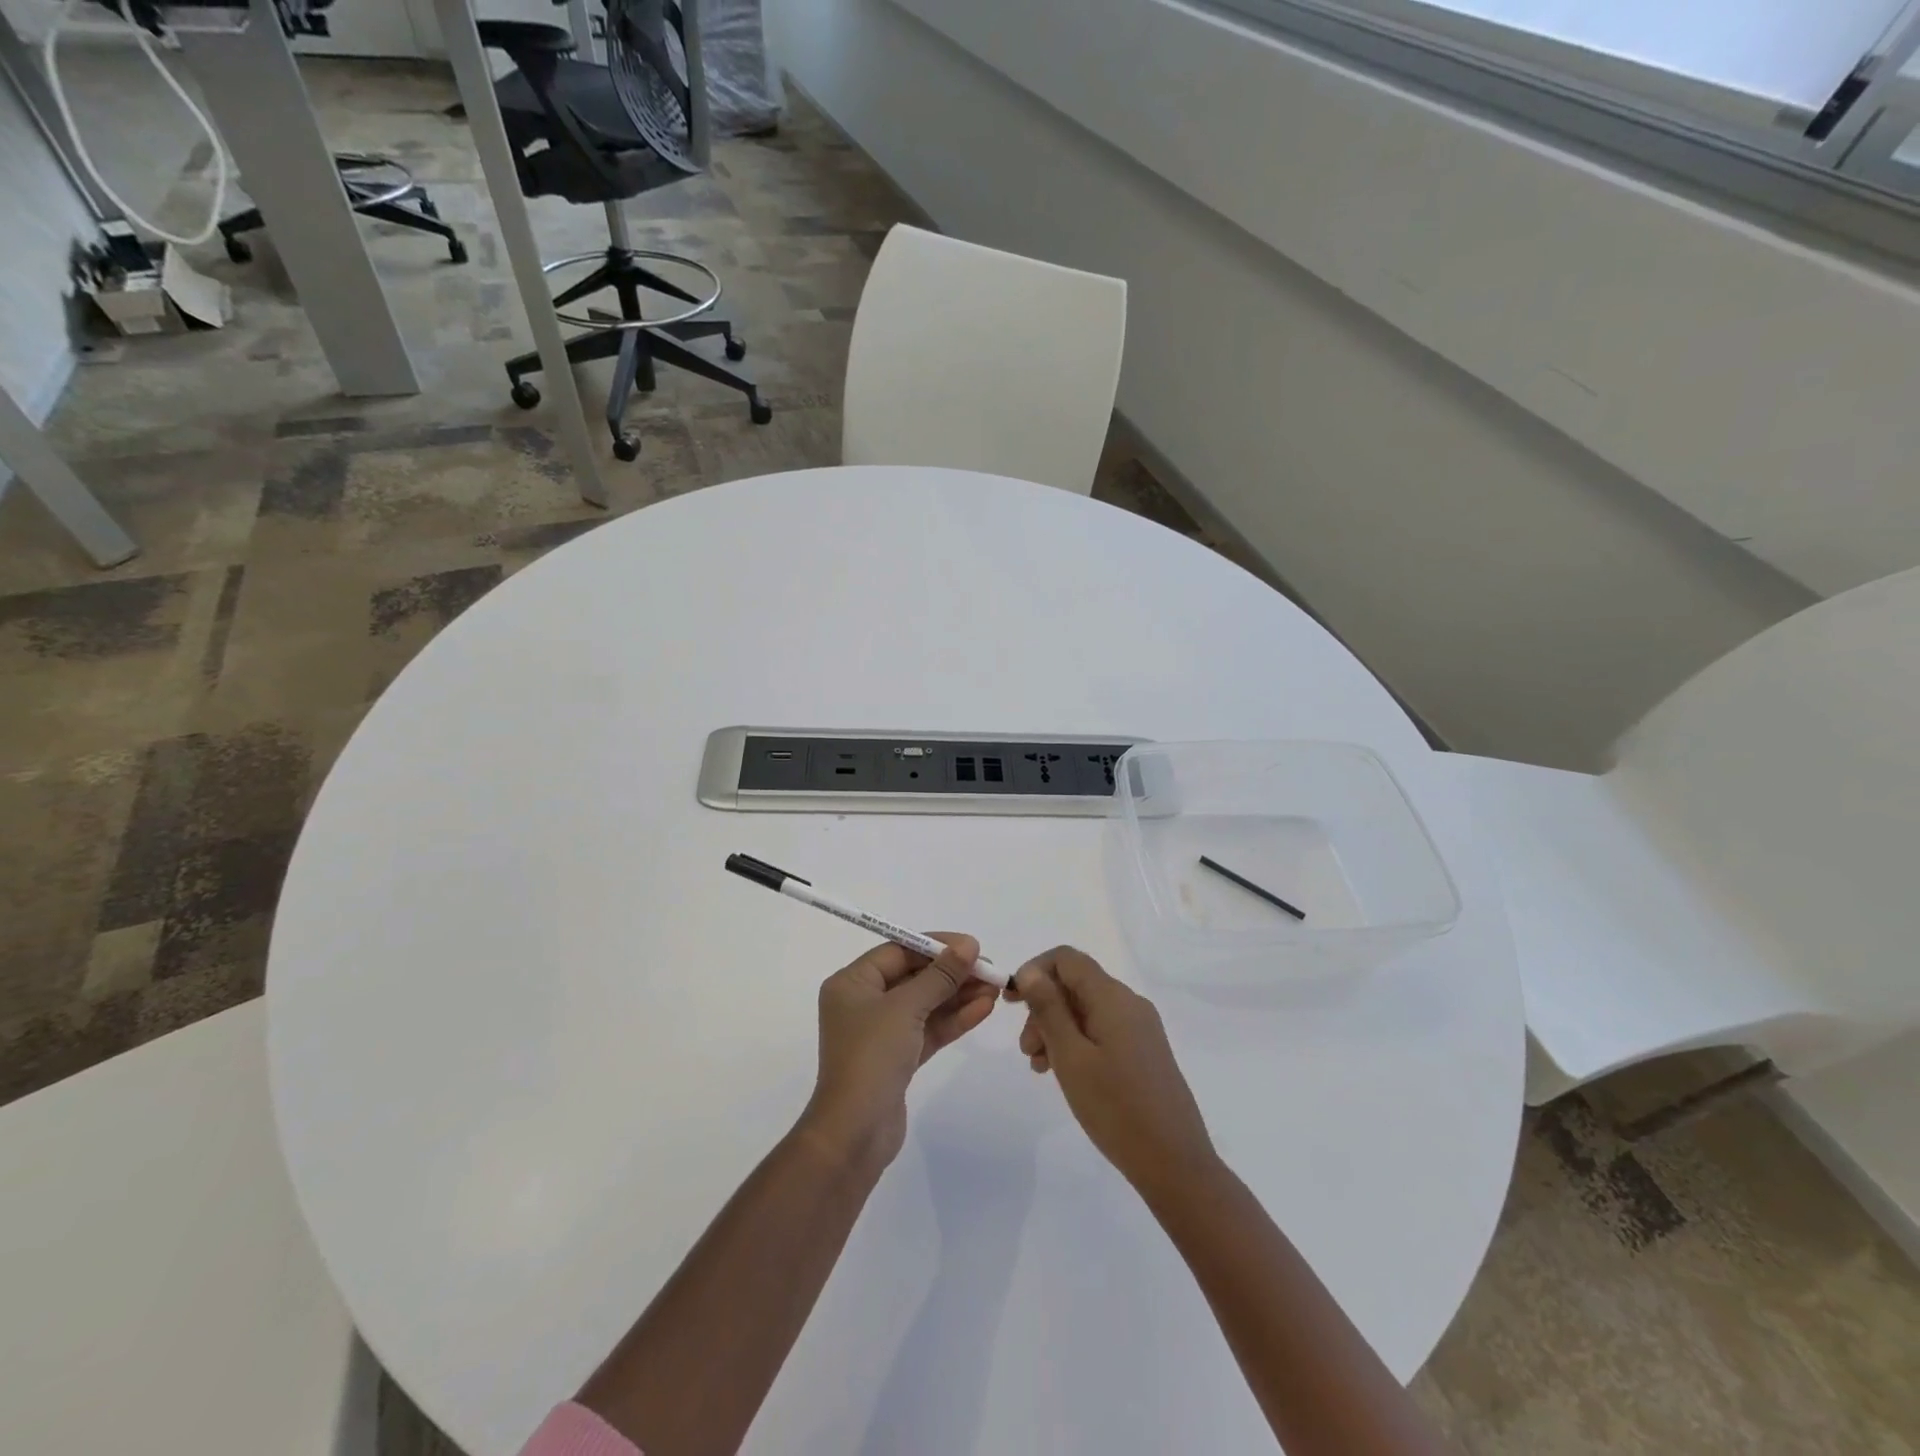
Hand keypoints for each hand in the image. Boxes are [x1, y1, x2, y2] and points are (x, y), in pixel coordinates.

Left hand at [798, 934, 997, 1171]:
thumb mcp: (906, 1008)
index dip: (936, 945)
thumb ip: (940, 975)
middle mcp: (864, 1003)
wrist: (855, 1133)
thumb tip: (969, 946)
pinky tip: (984, 1009)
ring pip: (925, 1004)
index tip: (972, 946)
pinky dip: (953, 1019)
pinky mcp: (898, 1058)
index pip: (898, 951)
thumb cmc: (872, 1057)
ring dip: (958, 995)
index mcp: (852, 983)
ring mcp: (881, 1032)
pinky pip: (928, 1029)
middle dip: (952, 972)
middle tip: (990, 969)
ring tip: (995, 987)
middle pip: (914, 976)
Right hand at [1009, 947, 1216, 1198]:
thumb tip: (1030, 970)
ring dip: (1057, 1028)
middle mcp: (1130, 1003)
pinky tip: (1064, 1072)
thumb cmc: (1115, 1108)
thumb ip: (1049, 1008)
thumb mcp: (1070, 1056)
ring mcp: (1141, 1028)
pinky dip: (1077, 1042)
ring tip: (1039, 1067)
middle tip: (1026, 1049)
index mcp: (1113, 997)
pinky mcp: (1145, 1051)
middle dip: (1043, 1007)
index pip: (1067, 959)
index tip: (1011, 1003)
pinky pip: (1102, 1030)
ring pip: (1087, 1010)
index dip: (1034, 971)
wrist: (1175, 1164)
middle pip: (1075, 985)